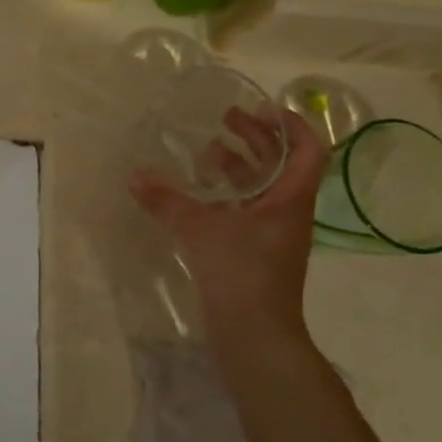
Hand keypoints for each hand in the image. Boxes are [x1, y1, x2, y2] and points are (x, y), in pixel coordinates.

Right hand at [130, 106, 327, 335]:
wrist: (254, 333)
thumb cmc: (241, 272)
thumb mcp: (199, 230)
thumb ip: (166, 201)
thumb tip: (134, 174)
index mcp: (290, 199)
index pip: (307, 151)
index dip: (291, 125)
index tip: (261, 108)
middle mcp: (287, 212)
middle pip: (282, 164)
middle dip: (257, 138)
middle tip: (228, 117)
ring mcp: (273, 233)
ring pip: (263, 187)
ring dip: (241, 164)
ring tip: (210, 150)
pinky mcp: (255, 251)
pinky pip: (246, 209)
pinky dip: (228, 194)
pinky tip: (200, 193)